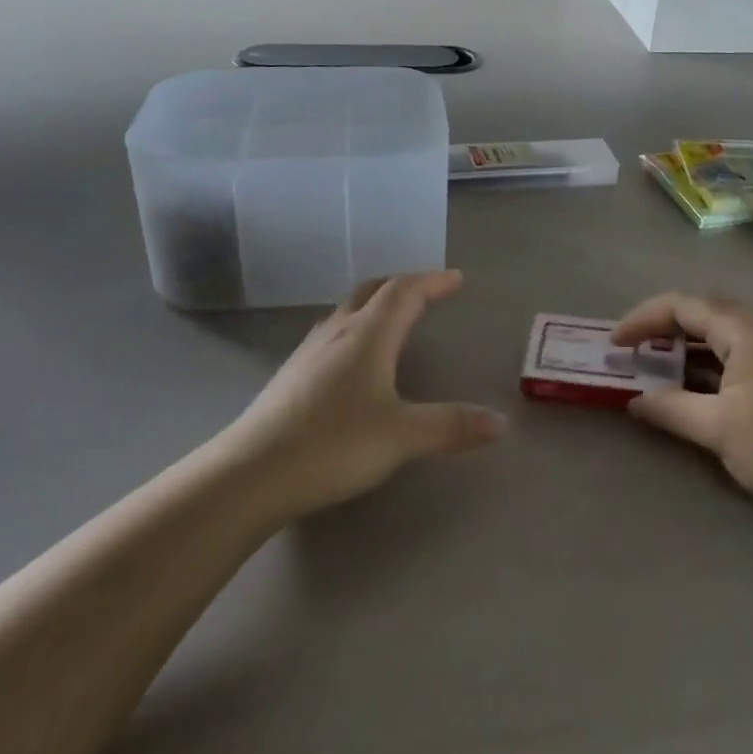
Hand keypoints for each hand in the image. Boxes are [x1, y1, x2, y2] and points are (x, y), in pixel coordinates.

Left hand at [218, 271, 506, 522]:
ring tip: (393, 317)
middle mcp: (337, 332)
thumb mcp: (402, 436)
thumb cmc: (333, 445)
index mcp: (368, 335)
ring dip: (375, 303)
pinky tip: (353, 358)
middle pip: (372, 290)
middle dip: (402, 284)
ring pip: (347, 310)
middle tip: (426, 291)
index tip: (456, 279)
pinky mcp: (291, 375)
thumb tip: (501, 424)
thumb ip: (451, 426)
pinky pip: (331, 333)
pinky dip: (355, 328)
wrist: (251, 474)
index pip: (404, 292)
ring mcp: (308, 352)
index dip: (432, 282)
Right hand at [611, 292, 752, 530]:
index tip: (616, 343)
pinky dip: (710, 358)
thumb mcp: (717, 430)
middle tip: (633, 351)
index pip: (683, 306)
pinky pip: (740, 346)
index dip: (643, 319)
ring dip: (687, 344)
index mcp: (746, 330)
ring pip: (722, 330)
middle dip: (662, 327)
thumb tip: (634, 400)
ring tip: (656, 365)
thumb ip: (670, 408)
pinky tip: (695, 382)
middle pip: (703, 311)